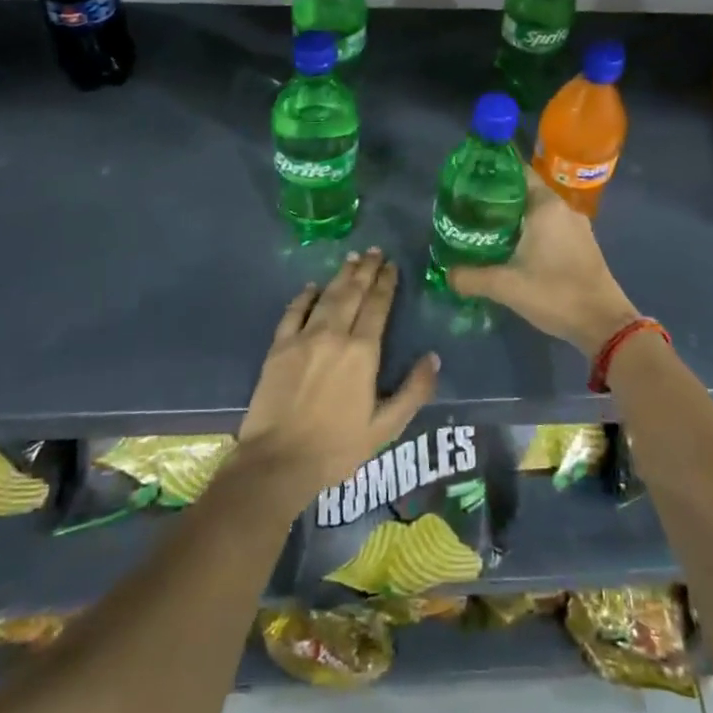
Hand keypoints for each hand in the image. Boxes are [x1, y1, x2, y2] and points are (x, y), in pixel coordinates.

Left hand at [237, 249, 439, 502]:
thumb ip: (413, 391)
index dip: (386, 283)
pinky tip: (311, 286)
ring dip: (341, 275)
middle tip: (375, 251)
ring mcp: (303, 338)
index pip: (378, 306)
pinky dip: (304, 296)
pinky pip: (293, 312)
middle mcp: (334, 335)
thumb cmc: (337, 448)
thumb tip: (434, 358)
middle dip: (366, 270)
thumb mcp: (385, 427)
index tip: (392, 266)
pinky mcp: (278, 347)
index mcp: (363, 352)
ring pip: (326, 296)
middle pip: (353, 293)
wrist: (278, 462)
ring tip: (352, 258)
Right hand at [448, 168, 640, 357]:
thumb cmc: (554, 293)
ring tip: (488, 230)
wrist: (603, 323)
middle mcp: (563, 209)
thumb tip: (447, 274)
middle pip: (526, 192)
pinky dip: (533, 231)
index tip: (470, 183)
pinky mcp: (583, 244)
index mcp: (546, 206)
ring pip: (540, 212)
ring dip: (516, 218)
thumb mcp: (506, 286)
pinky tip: (515, 249)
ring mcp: (577, 227)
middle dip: (499, 200)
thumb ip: (471, 277)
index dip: (493, 175)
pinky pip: (552, 227)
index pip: (517, 173)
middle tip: (471, 210)